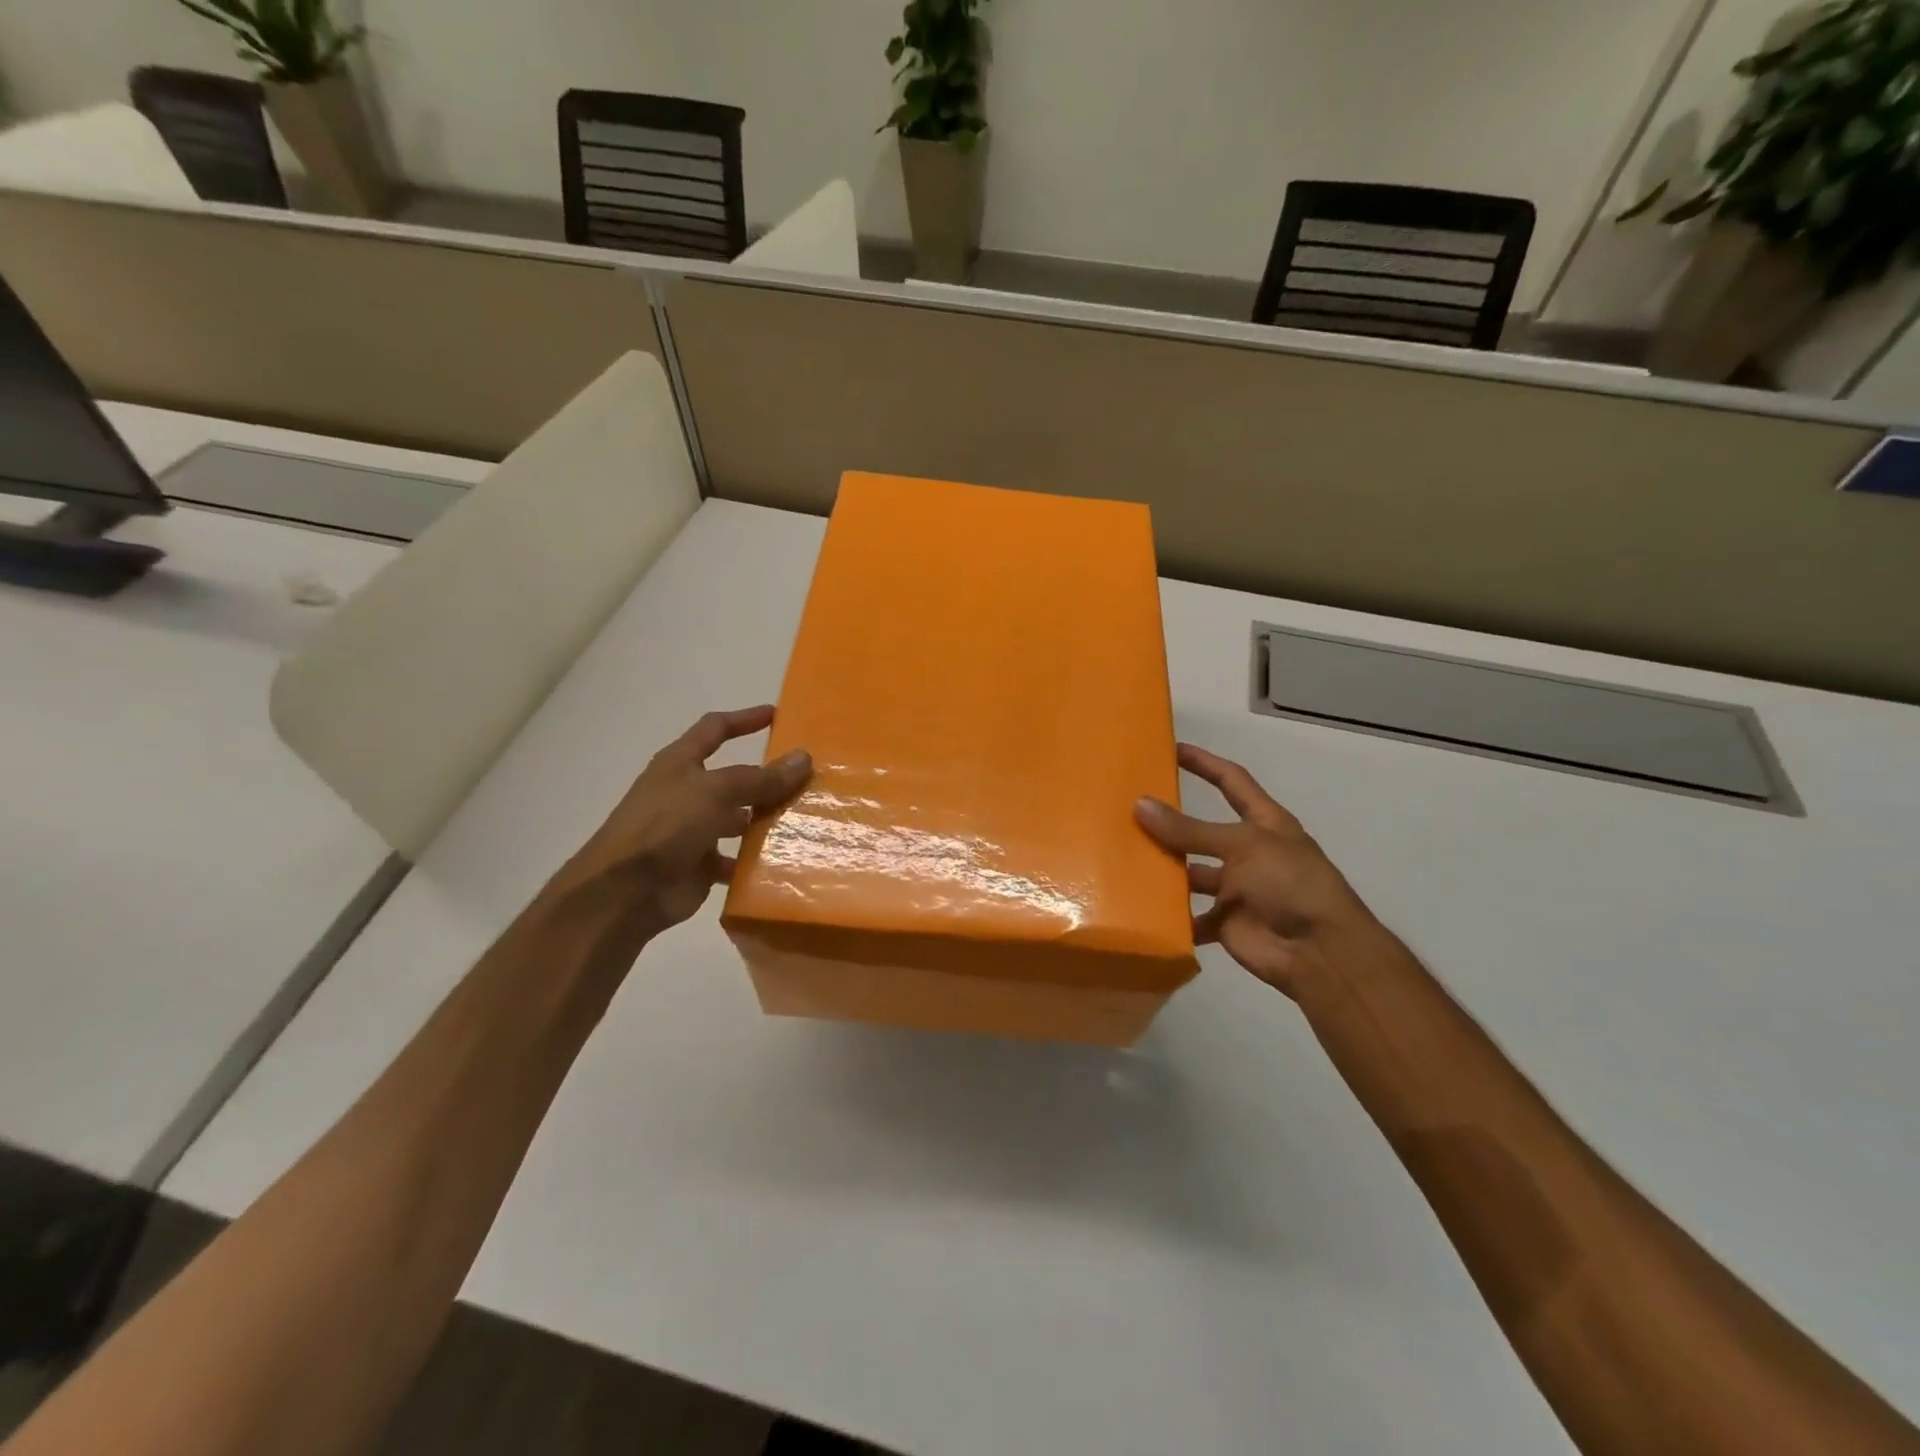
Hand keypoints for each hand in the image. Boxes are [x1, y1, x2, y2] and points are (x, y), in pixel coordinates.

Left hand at [555, 705, 810, 939]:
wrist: (624, 893)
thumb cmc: (665, 826)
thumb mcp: (716, 792)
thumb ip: (761, 778)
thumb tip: (804, 758)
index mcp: (680, 764)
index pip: (715, 729)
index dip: (744, 719)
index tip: (778, 715)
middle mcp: (687, 793)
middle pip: (734, 778)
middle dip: (768, 778)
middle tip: (809, 779)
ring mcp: (693, 830)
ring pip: (739, 819)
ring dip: (766, 820)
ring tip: (807, 821)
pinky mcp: (699, 865)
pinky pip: (736, 859)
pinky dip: (757, 860)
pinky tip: (786, 861)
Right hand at [1135, 744, 1377, 998]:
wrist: (1321, 953)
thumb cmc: (1291, 883)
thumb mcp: (1242, 845)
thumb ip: (1190, 830)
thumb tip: (1140, 804)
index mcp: (1264, 823)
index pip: (1232, 782)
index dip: (1205, 763)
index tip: (1171, 749)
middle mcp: (1248, 852)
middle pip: (1201, 831)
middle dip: (1170, 823)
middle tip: (1126, 811)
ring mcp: (1236, 889)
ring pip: (1190, 873)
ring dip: (1163, 869)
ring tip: (1122, 857)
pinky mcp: (1224, 923)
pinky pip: (1189, 916)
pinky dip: (1168, 916)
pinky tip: (1136, 906)